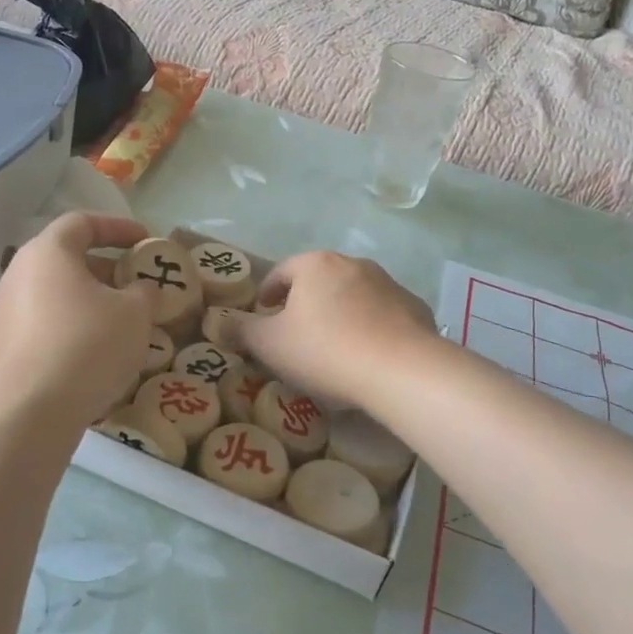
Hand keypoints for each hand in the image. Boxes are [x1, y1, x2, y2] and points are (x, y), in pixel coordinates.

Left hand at [0, 213, 153, 426]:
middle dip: (104, 269)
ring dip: (87, 303)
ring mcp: (2, 314)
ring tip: (118, 325)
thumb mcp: (134, 313)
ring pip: (53, 296)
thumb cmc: (86, 345)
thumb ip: (144, 292)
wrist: (27, 413)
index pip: (82, 222)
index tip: (144, 241)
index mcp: (48, 253)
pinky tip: (92, 357)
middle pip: (65, 259)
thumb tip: (140, 289)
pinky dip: (69, 331)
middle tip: (135, 286)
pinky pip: (42, 328)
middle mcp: (16, 275)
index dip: (118, 227)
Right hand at [217, 251, 435, 410]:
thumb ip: (241, 330)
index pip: (282, 272)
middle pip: (320, 281)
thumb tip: (217, 321)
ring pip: (354, 297)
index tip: (263, 314)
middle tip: (295, 334)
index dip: (267, 293)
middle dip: (305, 304)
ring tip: (333, 349)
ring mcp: (389, 284)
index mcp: (315, 265)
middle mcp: (353, 264)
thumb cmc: (324, 350)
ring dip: (340, 314)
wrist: (400, 369)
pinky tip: (368, 357)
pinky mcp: (415, 308)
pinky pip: (384, 316)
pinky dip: (372, 329)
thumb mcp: (270, 345)